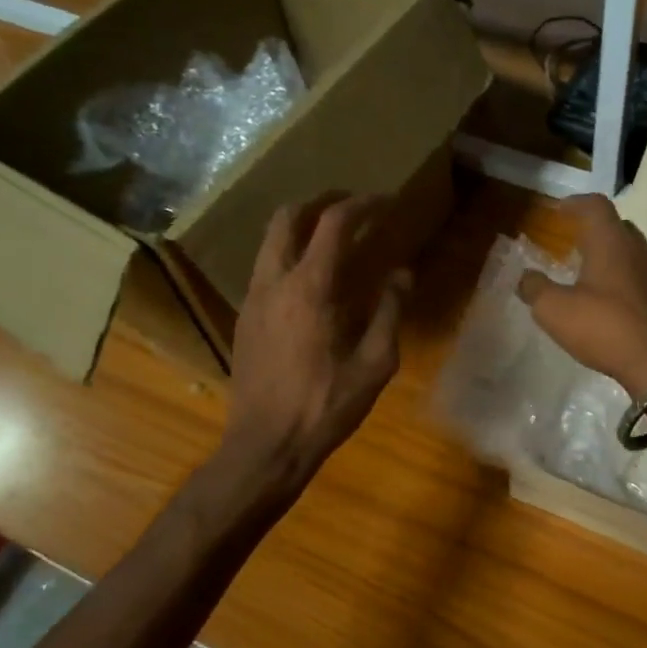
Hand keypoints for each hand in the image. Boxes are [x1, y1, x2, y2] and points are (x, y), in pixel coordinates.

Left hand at [221, 193, 407, 489]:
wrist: (265, 445)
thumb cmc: (325, 407)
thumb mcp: (375, 364)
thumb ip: (390, 312)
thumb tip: (402, 274)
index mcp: (310, 289)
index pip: (334, 224)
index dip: (363, 205)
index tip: (386, 202)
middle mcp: (274, 282)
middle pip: (288, 217)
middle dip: (321, 202)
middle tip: (352, 207)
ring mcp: (252, 299)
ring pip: (270, 241)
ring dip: (300, 227)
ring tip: (331, 238)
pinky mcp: (244, 319)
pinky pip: (264, 268)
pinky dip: (288, 255)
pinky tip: (310, 281)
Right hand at [517, 194, 646, 395]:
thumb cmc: (605, 328)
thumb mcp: (555, 311)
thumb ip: (535, 289)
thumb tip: (525, 277)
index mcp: (611, 241)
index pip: (595, 205)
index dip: (574, 204)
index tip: (558, 211)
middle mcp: (639, 248)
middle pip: (616, 226)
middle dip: (593, 231)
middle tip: (571, 244)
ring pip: (631, 252)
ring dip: (610, 256)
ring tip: (588, 274)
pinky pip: (641, 276)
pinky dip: (623, 278)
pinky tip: (610, 301)